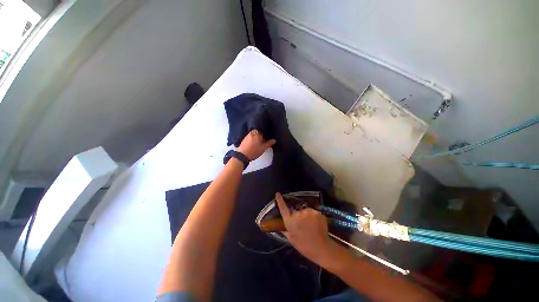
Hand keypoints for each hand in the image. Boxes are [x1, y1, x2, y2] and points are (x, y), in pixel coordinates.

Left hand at [237, 129, 275, 160]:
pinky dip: (254, 139)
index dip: (268, 133)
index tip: (270, 136)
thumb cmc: (254, 151)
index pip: (264, 130)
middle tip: (267, 139)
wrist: (242, 155)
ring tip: (262, 141)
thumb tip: (274, 140)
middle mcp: (252, 132)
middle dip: (263, 135)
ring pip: (255, 134)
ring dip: (258, 137)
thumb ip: (269, 143)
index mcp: (257, 132)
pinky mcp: (245, 139)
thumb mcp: (263, 148)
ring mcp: (248, 135)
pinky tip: (256, 143)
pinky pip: (252, 137)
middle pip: (260, 132)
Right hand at [275, 192, 332, 263]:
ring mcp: (307, 212)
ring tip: (311, 226)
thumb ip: (286, 230)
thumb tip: (281, 226)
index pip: (283, 208)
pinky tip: (317, 225)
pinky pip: (313, 212)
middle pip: (296, 211)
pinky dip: (314, 217)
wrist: (321, 248)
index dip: (280, 200)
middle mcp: (297, 214)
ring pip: (306, 211)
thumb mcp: (291, 239)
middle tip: (304, 226)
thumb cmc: (304, 246)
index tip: (278, 193)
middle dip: (299, 216)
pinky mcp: (316, 212)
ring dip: (307, 216)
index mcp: (290, 221)